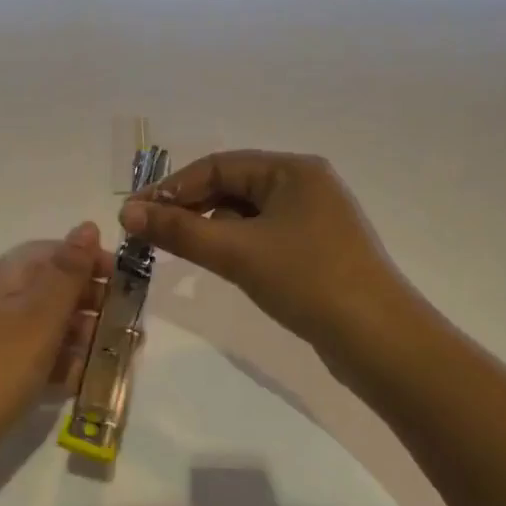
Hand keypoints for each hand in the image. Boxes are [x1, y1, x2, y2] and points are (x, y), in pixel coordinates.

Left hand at [0, 225, 109, 441]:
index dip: (91, 262)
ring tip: (107, 358)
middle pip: (50, 287)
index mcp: (1, 275)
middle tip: (124, 327)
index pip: (53, 251)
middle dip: (90, 303)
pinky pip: (32, 356)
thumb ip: (69, 272)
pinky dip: (57, 363)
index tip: (127, 283)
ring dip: (78, 336)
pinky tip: (77, 383)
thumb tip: (88, 225)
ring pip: (44, 325)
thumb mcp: (40, 315)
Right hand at [120, 151, 427, 356]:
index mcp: (292, 170)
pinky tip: (221, 264)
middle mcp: (305, 185)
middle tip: (150, 234)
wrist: (379, 340)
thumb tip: (127, 213)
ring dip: (212, 228)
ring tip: (180, 251)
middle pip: (232, 187)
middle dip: (190, 208)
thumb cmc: (307, 280)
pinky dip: (236, 245)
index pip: (218, 166)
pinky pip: (263, 236)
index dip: (172, 188)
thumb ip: (179, 231)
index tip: (134, 213)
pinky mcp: (316, 250)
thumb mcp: (237, 252)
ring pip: (246, 214)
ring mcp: (314, 219)